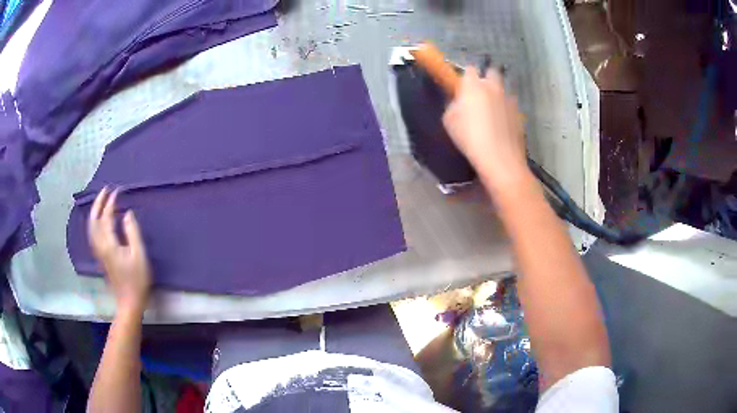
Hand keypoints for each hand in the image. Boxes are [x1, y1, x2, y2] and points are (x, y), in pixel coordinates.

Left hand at [88, 187, 151, 316]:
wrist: (129, 301)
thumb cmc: (137, 279)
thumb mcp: (139, 255)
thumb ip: (132, 232)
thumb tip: (127, 214)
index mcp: (109, 244)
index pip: (106, 217)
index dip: (110, 203)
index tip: (117, 191)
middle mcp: (100, 246)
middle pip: (94, 220)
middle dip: (98, 203)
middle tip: (105, 190)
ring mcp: (99, 252)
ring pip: (91, 227)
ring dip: (95, 212)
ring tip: (101, 201)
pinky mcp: (100, 257)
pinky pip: (93, 234)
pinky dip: (95, 222)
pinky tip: (100, 221)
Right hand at [443, 67, 528, 192]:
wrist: (499, 157)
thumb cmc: (469, 137)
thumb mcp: (449, 120)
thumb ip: (454, 105)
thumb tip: (460, 103)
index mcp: (473, 85)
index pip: (469, 69)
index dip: (466, 77)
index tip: (462, 87)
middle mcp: (493, 87)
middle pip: (492, 72)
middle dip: (487, 79)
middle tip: (480, 94)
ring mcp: (509, 99)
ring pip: (503, 90)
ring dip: (497, 95)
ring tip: (491, 113)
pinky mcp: (519, 114)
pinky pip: (511, 106)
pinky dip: (506, 111)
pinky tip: (501, 125)